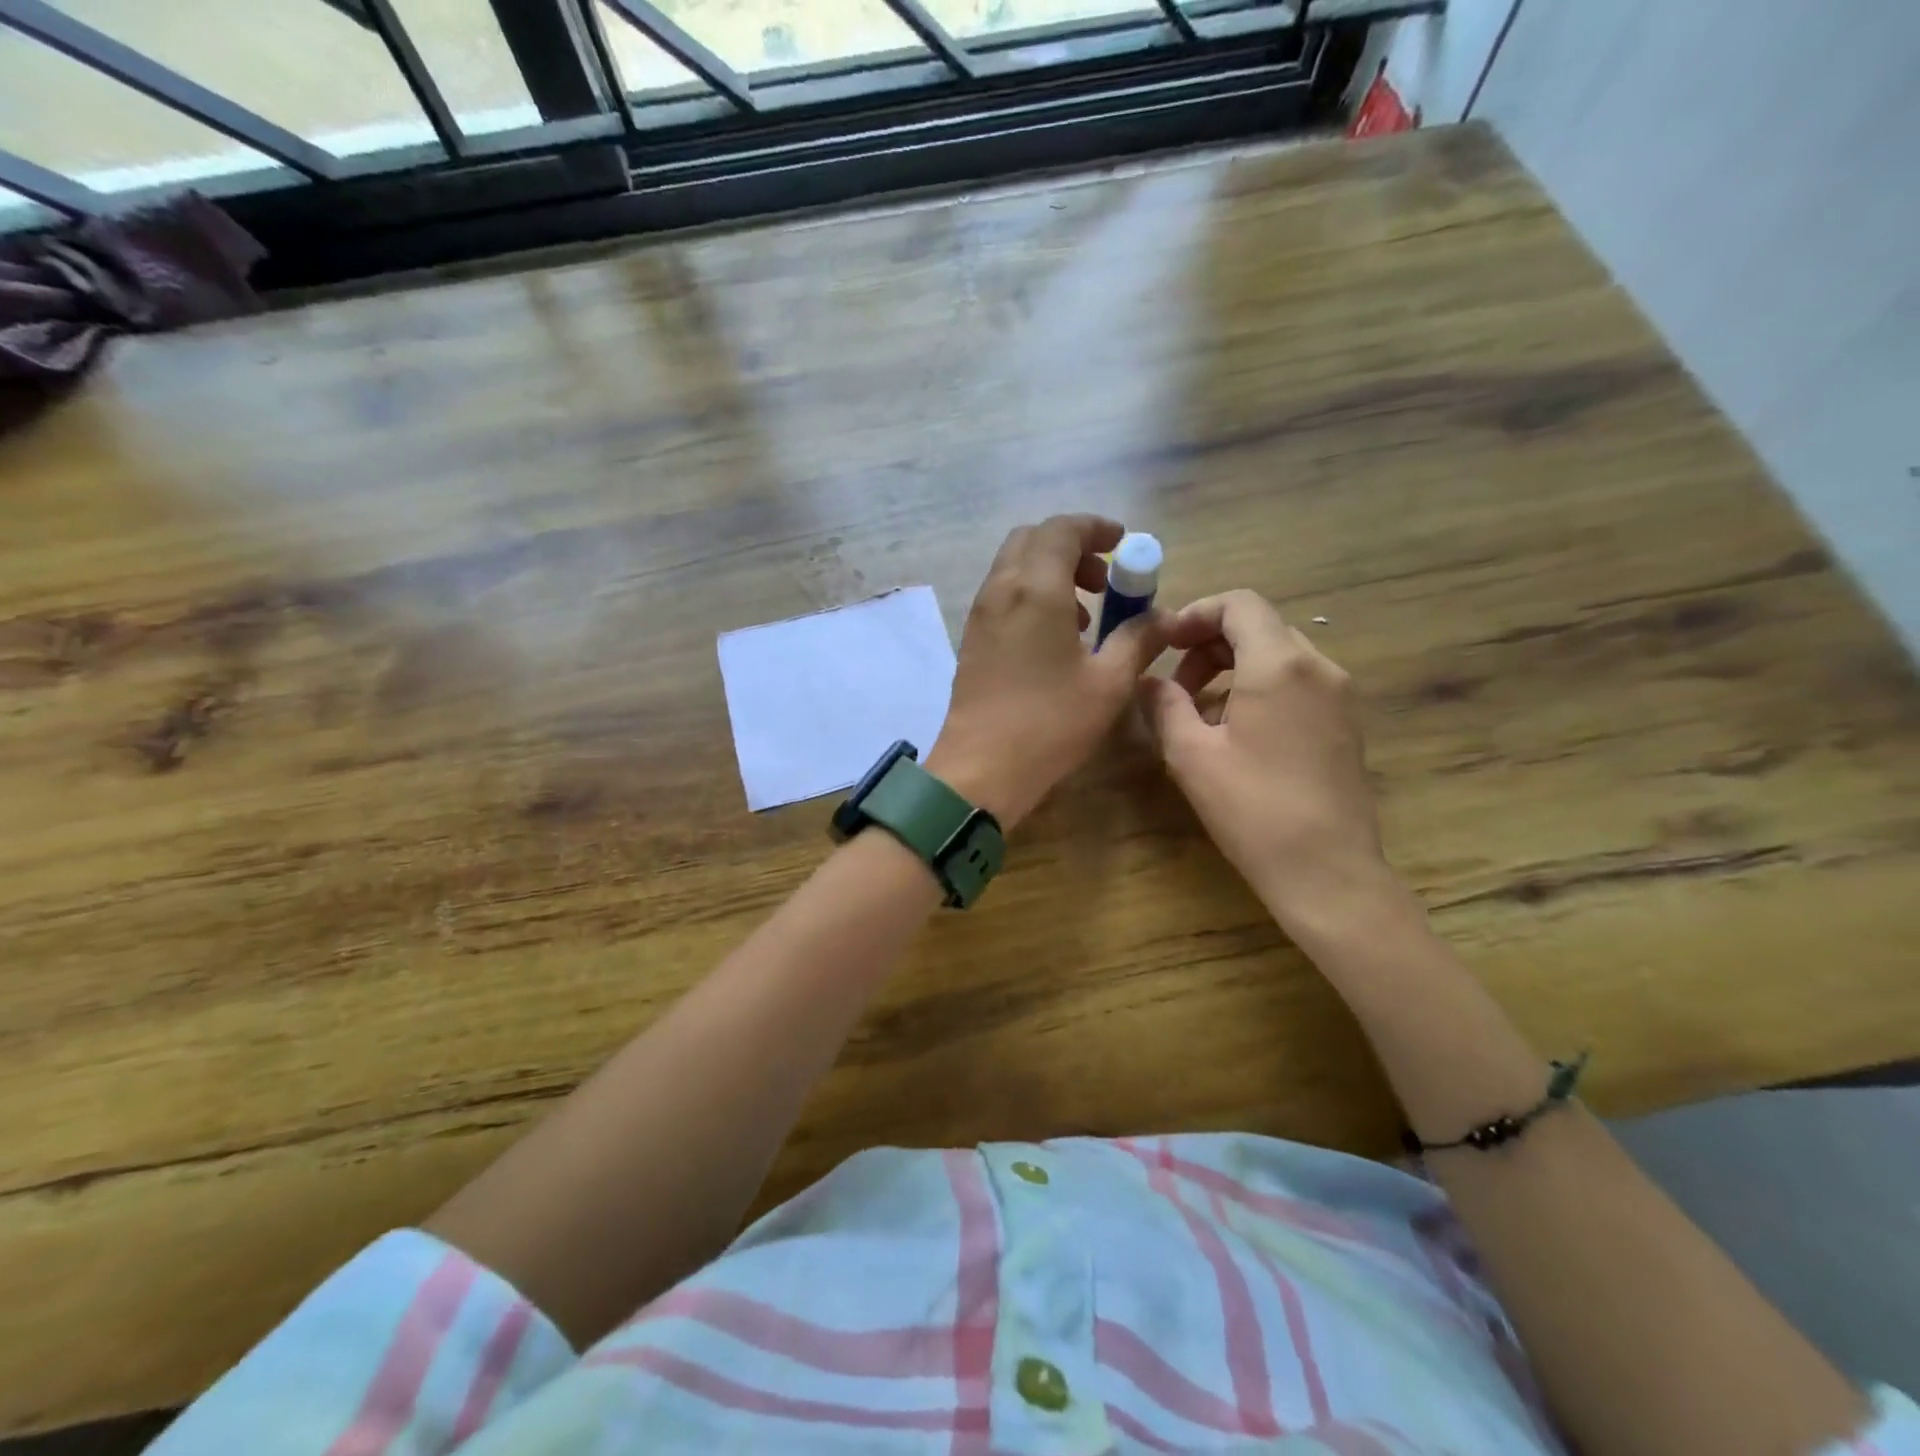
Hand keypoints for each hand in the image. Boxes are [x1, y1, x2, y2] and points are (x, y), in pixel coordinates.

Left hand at [927, 515, 1168, 827]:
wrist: (981, 767)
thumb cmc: (1050, 723)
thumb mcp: (1109, 683)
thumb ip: (1139, 640)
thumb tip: (1164, 618)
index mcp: (1036, 589)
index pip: (1062, 529)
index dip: (1096, 528)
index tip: (1122, 544)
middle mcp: (1001, 590)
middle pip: (1032, 540)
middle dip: (1071, 547)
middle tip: (1103, 581)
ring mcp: (980, 614)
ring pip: (1013, 567)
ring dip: (1050, 572)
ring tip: (1083, 615)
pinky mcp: (971, 638)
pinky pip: (1002, 595)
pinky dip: (1030, 595)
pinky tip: (1054, 638)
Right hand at [1138, 590, 1391, 924]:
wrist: (1327, 870)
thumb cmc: (1252, 809)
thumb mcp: (1191, 755)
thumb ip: (1164, 705)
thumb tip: (1148, 682)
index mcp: (1279, 664)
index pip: (1239, 604)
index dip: (1196, 613)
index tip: (1165, 643)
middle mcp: (1318, 667)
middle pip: (1259, 627)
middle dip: (1210, 645)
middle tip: (1176, 686)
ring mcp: (1339, 695)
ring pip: (1279, 655)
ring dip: (1233, 668)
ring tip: (1200, 714)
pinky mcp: (1346, 723)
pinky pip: (1298, 683)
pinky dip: (1260, 688)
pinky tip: (1237, 733)